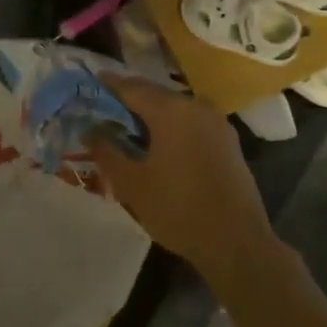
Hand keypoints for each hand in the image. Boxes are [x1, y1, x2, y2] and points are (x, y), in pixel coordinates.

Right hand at [84, 77, 277, 285]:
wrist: (237, 242)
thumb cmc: (177, 209)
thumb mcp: (132, 183)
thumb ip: (106, 151)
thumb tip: (90, 130)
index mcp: (170, 110)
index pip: (131, 87)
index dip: (108, 84)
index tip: (90, 84)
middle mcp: (195, 105)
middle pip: (154, 94)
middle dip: (129, 100)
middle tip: (105, 110)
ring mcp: (216, 122)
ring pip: (174, 108)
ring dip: (151, 114)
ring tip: (129, 129)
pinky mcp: (228, 140)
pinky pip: (191, 122)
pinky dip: (171, 126)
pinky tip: (159, 144)